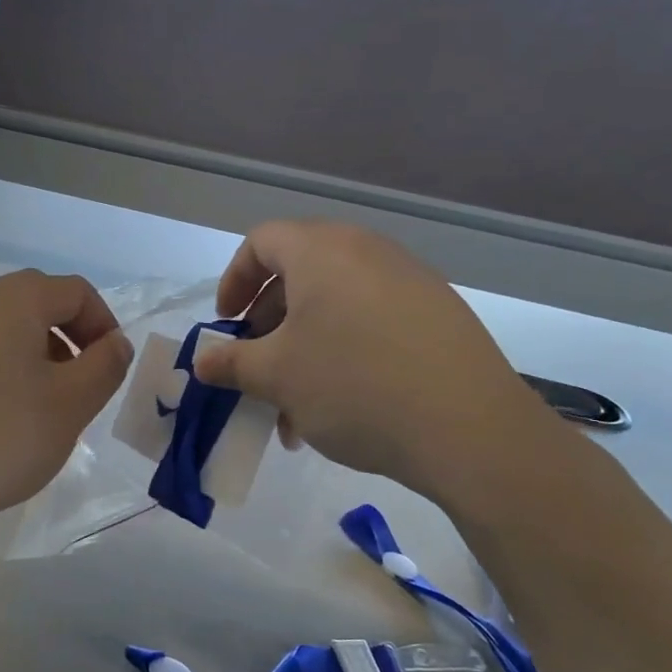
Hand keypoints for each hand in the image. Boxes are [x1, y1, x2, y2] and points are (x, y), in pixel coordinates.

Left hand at [0, 270, 132, 535]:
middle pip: (43, 304)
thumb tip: (116, 343)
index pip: (77, 292)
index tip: (111, 370)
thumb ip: (105, 365)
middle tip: (85, 387)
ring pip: (14, 331)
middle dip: (75, 340)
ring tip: (51, 408)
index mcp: (16, 300)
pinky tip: (11, 420)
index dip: (105, 325)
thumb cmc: (2, 436)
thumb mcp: (72, 402)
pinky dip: (13, 373)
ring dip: (45, 358)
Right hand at [191, 222, 561, 513]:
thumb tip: (202, 361)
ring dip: (304, 350)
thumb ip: (231, 363)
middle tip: (258, 369)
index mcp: (322, 251)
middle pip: (299, 275)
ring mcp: (410, 281)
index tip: (226, 325)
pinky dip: (344, 353)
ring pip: (336, 306)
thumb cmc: (353, 385)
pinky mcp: (439, 315)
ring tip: (296, 409)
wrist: (469, 428)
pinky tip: (343, 407)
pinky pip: (373, 322)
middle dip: (268, 326)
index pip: (261, 242)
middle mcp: (368, 251)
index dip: (234, 280)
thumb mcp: (277, 376)